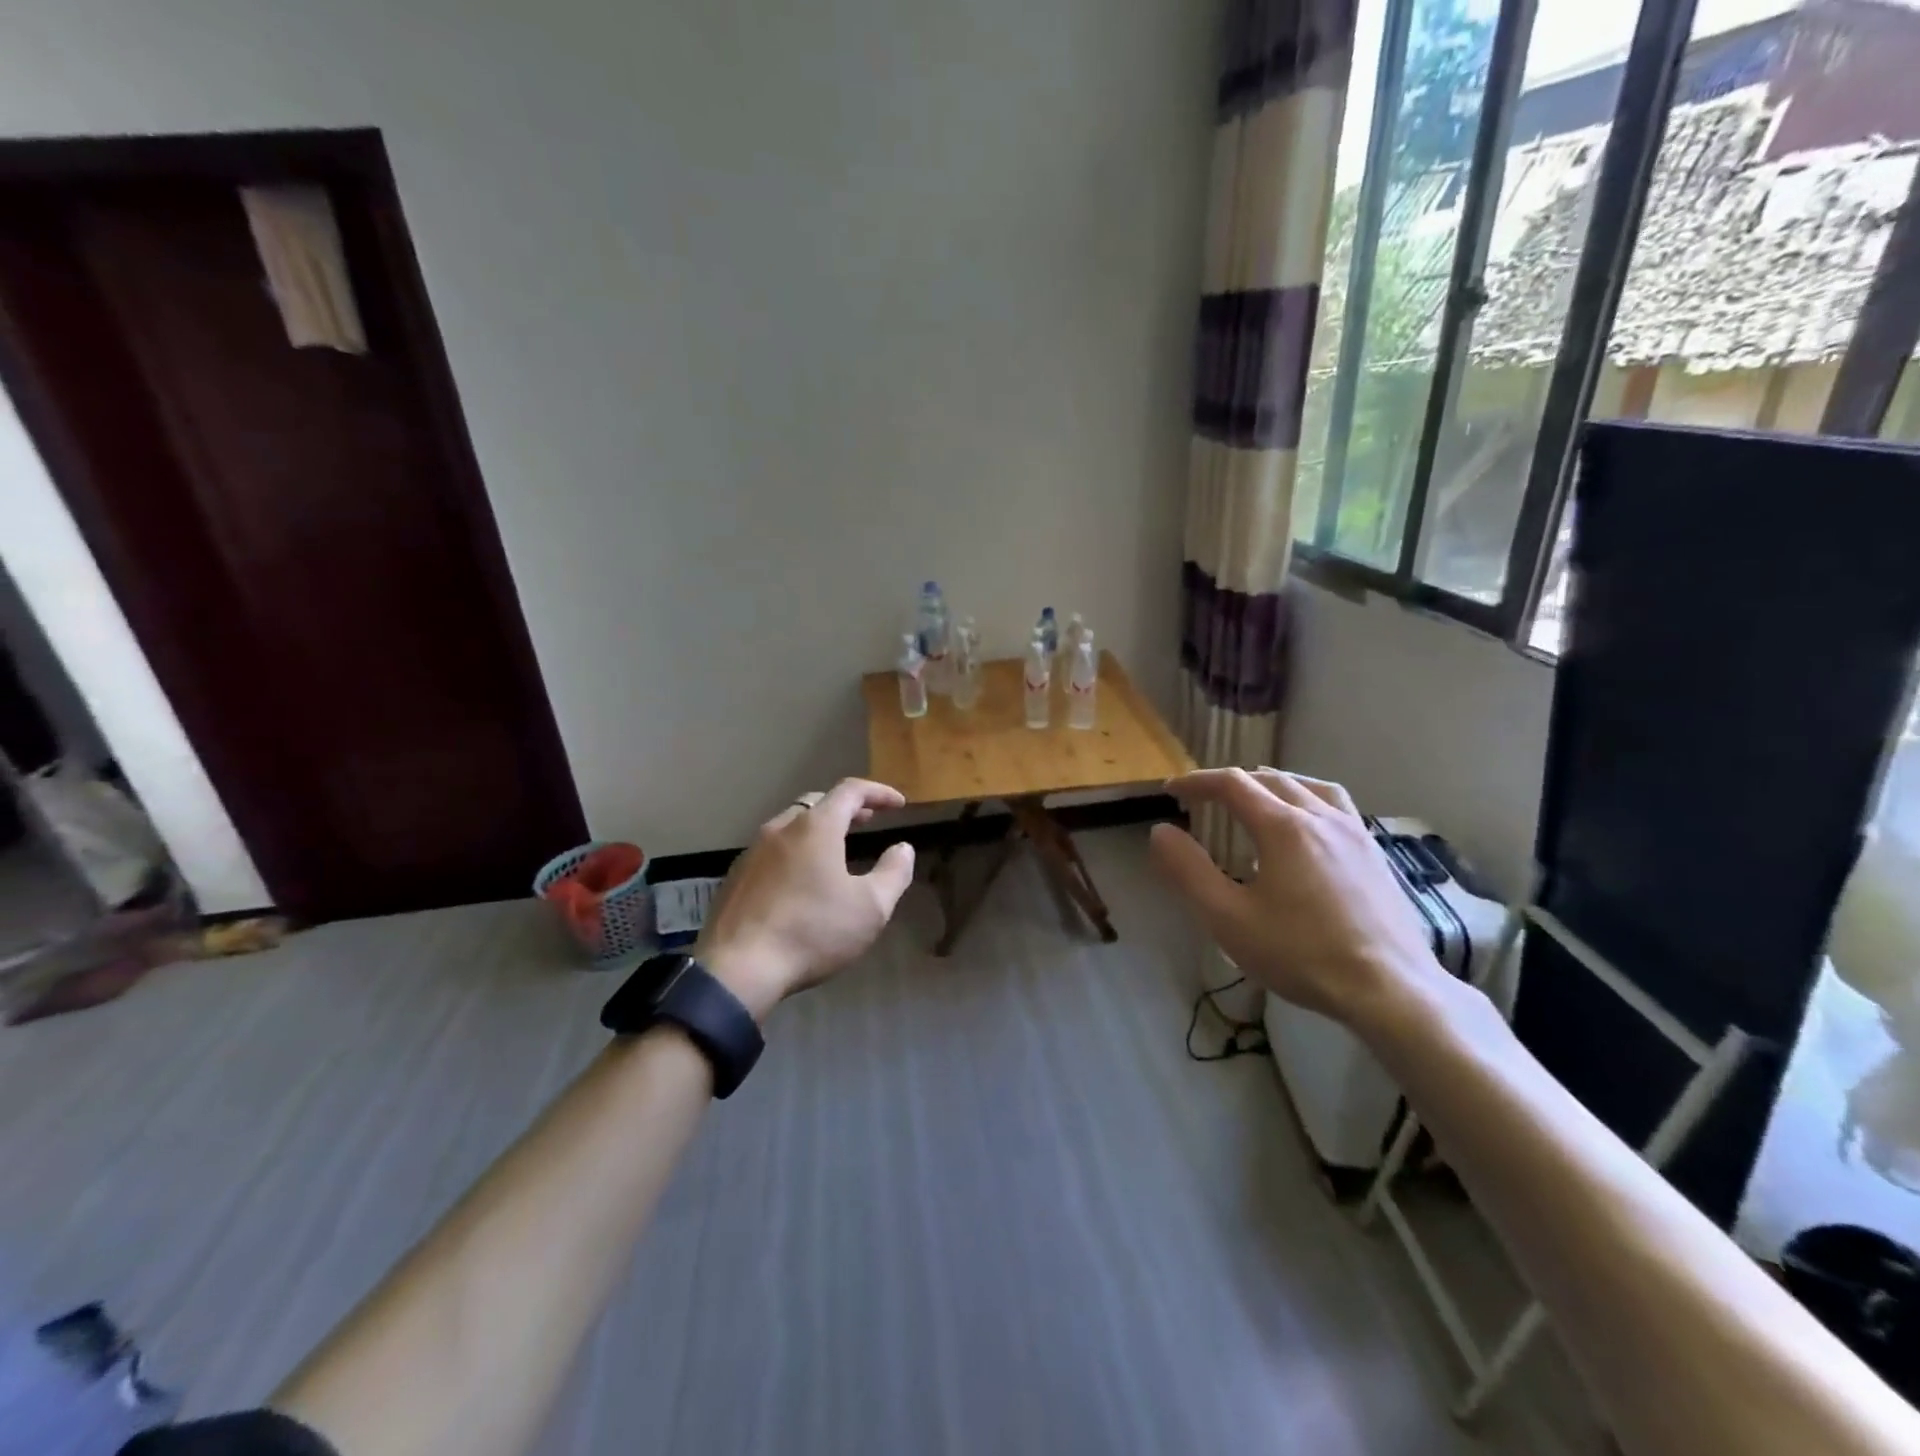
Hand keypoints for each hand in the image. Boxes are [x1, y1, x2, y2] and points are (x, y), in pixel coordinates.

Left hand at [697, 778, 916, 1021]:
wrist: (738, 969)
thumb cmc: (813, 932)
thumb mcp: (871, 908)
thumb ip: (894, 872)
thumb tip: (903, 848)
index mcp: (815, 827)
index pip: (851, 791)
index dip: (879, 792)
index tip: (899, 804)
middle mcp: (781, 828)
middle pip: (817, 803)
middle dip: (847, 808)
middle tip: (868, 820)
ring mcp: (752, 852)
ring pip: (791, 825)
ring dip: (818, 829)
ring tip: (836, 849)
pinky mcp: (735, 877)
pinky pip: (772, 850)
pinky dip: (795, 851)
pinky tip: (800, 879)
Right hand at [1149, 768, 1444, 1025]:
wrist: (1391, 990)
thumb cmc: (1302, 954)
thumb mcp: (1228, 918)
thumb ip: (1189, 871)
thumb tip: (1161, 832)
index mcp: (1283, 826)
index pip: (1231, 784)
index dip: (1196, 782)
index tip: (1170, 790)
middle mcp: (1321, 816)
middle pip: (1269, 779)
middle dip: (1231, 782)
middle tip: (1204, 798)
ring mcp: (1355, 833)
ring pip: (1309, 786)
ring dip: (1272, 783)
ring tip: (1255, 796)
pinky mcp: (1375, 854)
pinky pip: (1337, 805)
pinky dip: (1308, 798)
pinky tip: (1307, 825)